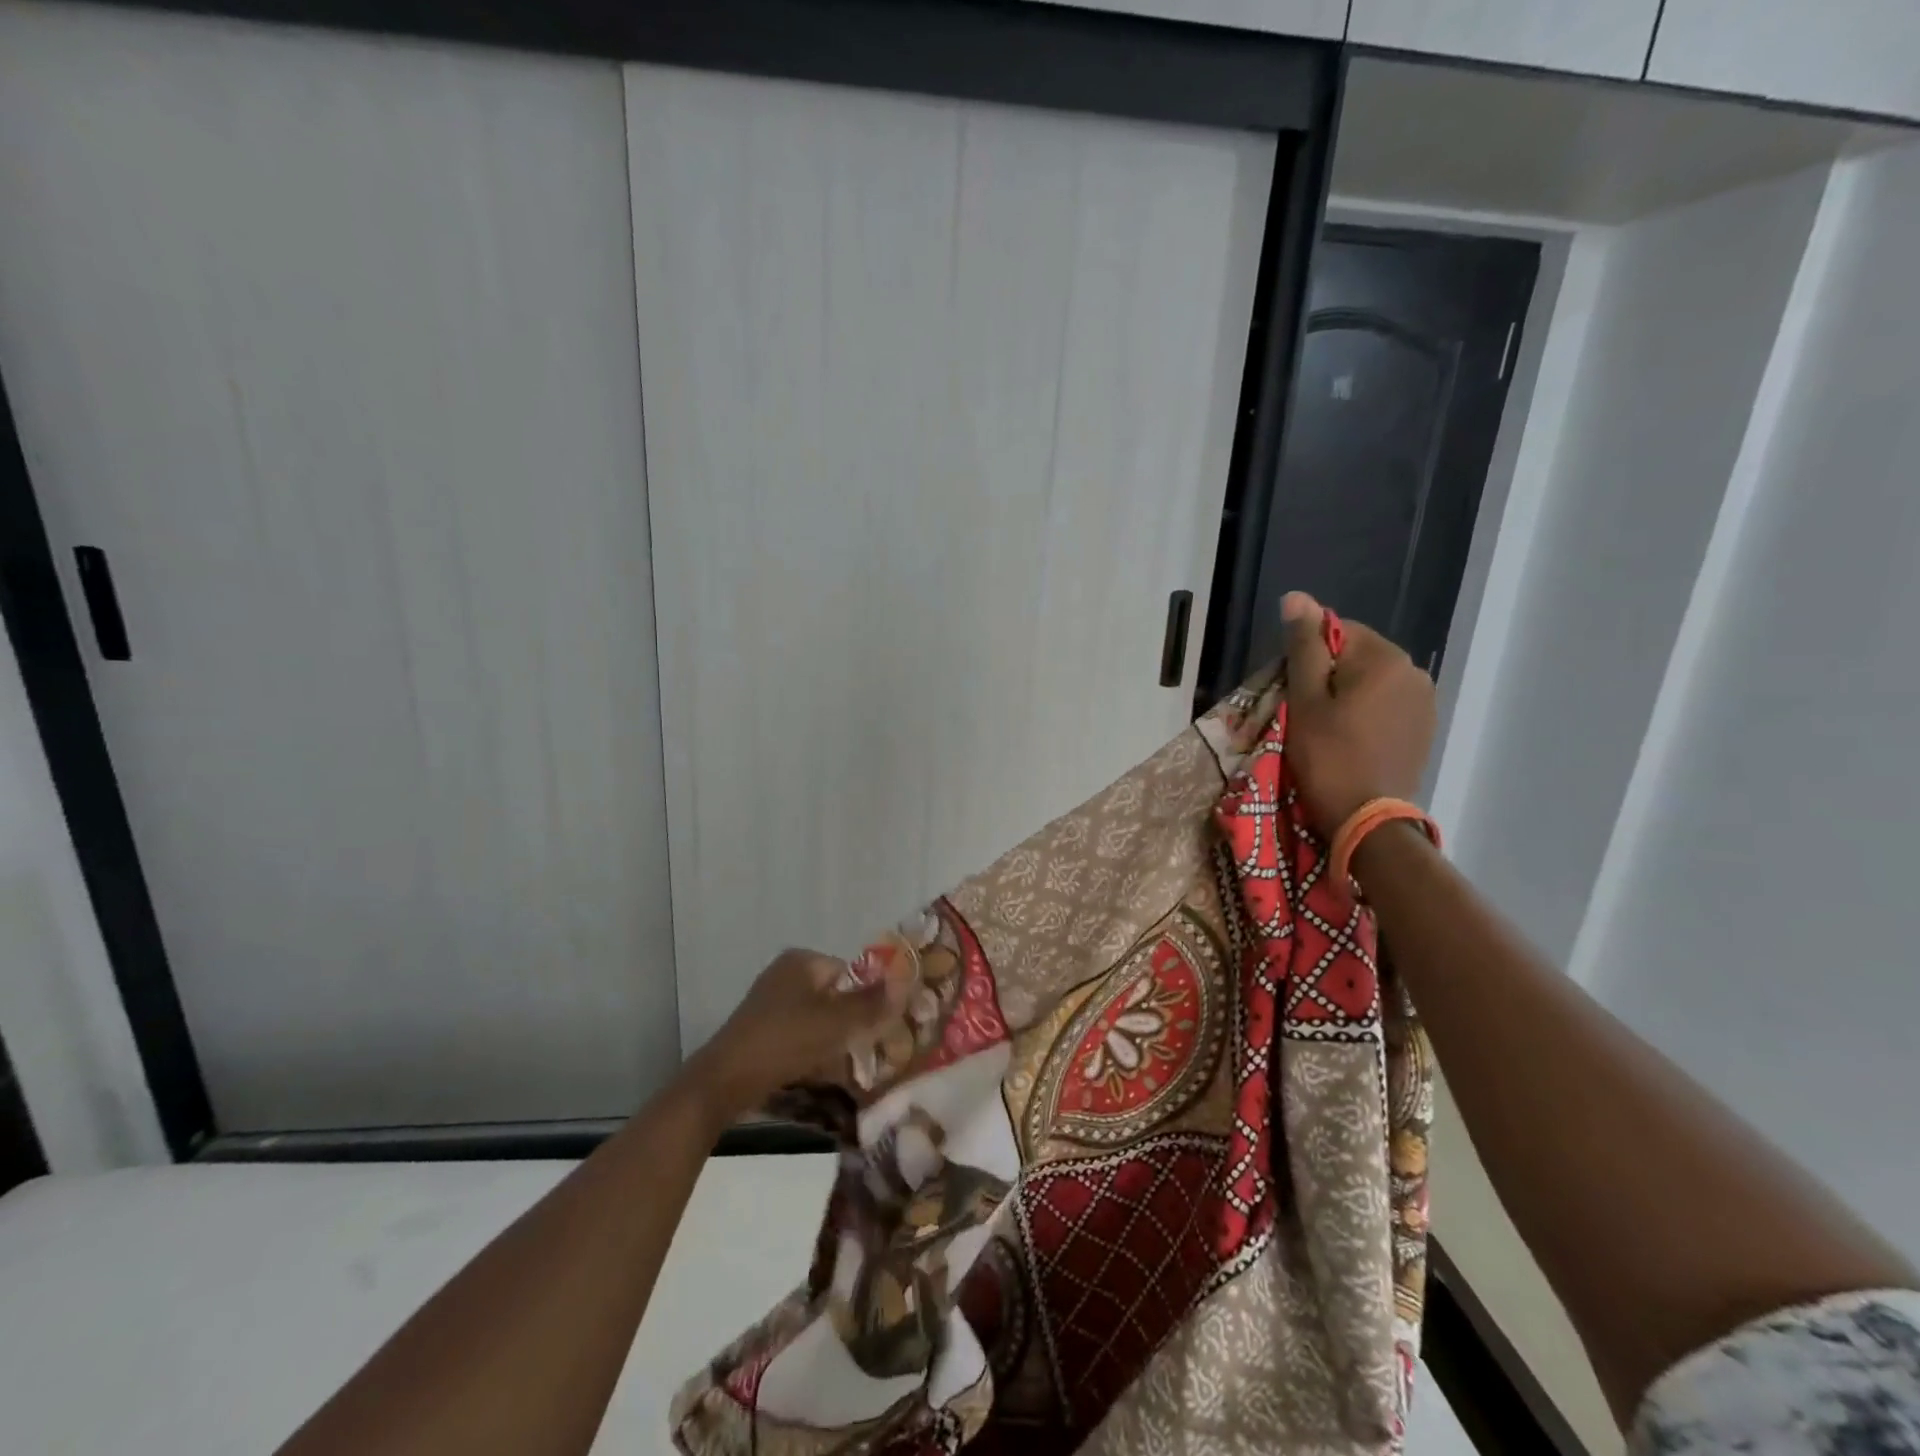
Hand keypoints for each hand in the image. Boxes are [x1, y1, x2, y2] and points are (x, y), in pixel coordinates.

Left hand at [683, 948, 909, 1121]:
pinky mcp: (761, 1029)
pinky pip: (799, 1033)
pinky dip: (812, 1049)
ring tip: (845, 1065)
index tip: (877, 1029)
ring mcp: (770, 1001)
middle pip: (835, 995)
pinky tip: (818, 1071)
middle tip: (865, 1050)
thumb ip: (872, 1003)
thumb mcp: (837, 1023)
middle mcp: (785, 973)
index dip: (867, 999)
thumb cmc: (785, 1041)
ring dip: (834, 1039)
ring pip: (818, 1017)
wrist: (724, 1081)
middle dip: (851, 1022)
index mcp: (802, 960)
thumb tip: (905, 982)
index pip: (850, 972)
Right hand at [1280, 591, 1436, 837]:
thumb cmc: (1328, 756)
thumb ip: (1304, 646)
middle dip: (1329, 675)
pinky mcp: (1424, 728)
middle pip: (1357, 655)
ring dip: (1347, 695)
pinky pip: (1387, 704)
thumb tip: (1296, 597)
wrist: (1368, 820)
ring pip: (1372, 681)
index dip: (1308, 656)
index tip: (1294, 690)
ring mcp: (1425, 702)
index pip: (1337, 630)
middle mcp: (1414, 671)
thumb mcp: (1305, 699)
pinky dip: (1366, 713)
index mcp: (1385, 658)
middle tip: (1305, 712)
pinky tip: (1351, 740)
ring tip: (1327, 728)